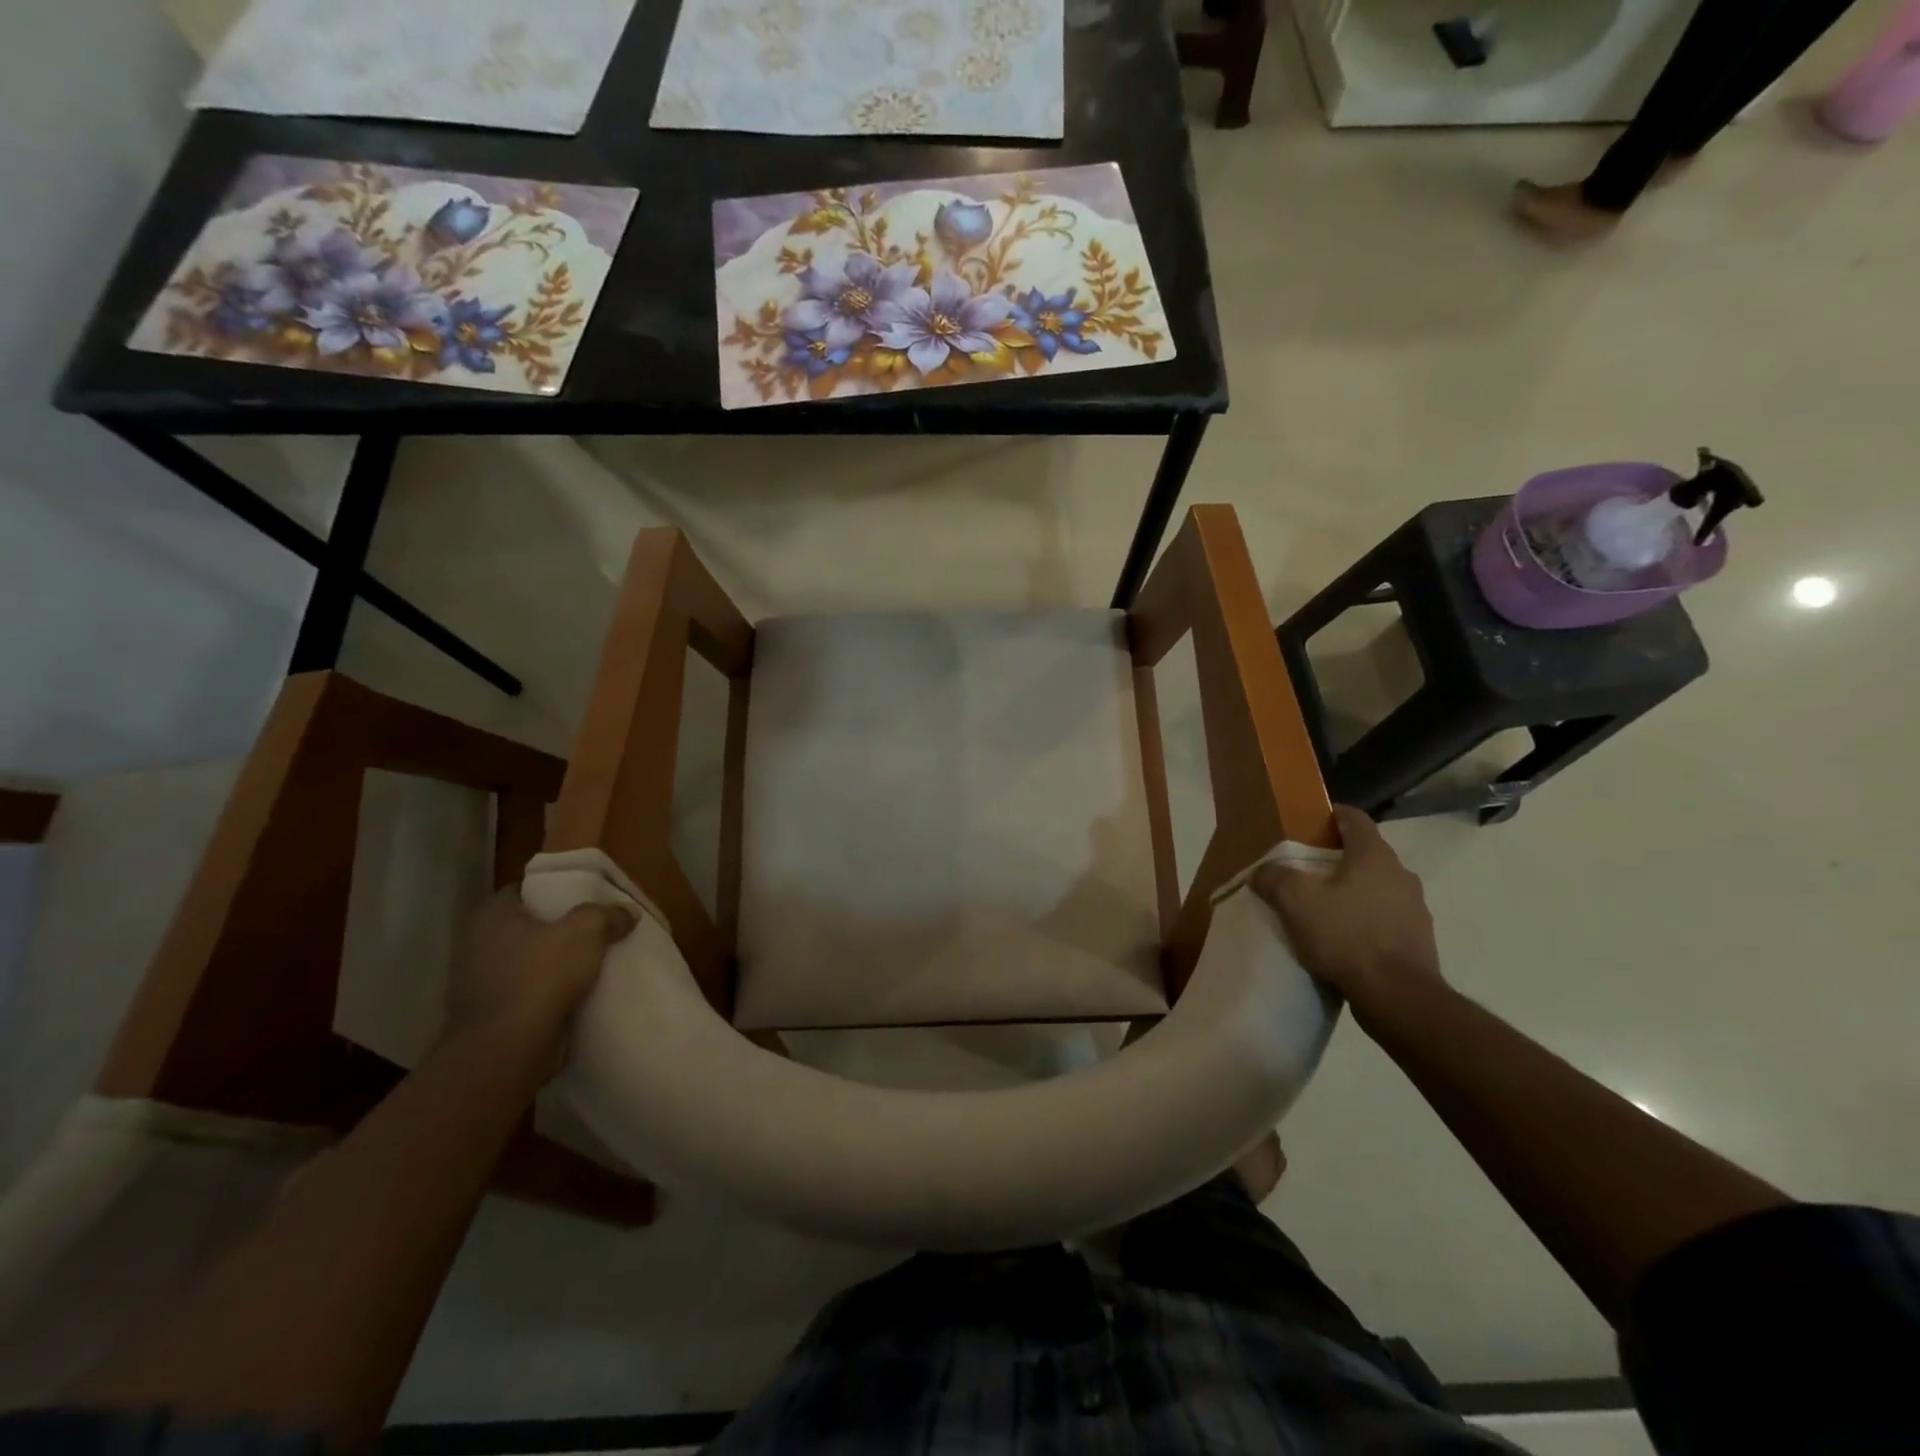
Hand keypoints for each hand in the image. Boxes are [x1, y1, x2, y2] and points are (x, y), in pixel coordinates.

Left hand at [448, 890, 635, 1069]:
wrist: (507, 1049)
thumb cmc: (541, 975)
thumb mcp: (586, 930)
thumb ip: (607, 915)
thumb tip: (626, 912)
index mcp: (492, 916)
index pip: (523, 889)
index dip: (553, 888)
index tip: (583, 895)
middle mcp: (478, 945)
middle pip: (526, 926)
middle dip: (557, 928)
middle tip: (593, 927)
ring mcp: (479, 983)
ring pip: (526, 962)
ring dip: (553, 964)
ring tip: (591, 962)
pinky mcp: (490, 1016)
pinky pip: (526, 993)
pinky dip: (547, 993)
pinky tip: (576, 994)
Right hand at [1251, 806, 1446, 1029]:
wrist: (1397, 996)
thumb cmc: (1346, 935)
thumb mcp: (1295, 901)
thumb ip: (1274, 878)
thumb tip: (1262, 871)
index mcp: (1374, 855)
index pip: (1355, 818)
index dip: (1331, 814)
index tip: (1310, 822)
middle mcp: (1401, 875)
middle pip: (1365, 854)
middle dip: (1337, 858)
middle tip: (1306, 870)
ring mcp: (1415, 909)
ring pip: (1377, 888)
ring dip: (1352, 892)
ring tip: (1323, 909)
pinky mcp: (1418, 940)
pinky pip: (1385, 919)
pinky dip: (1365, 921)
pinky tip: (1343, 940)